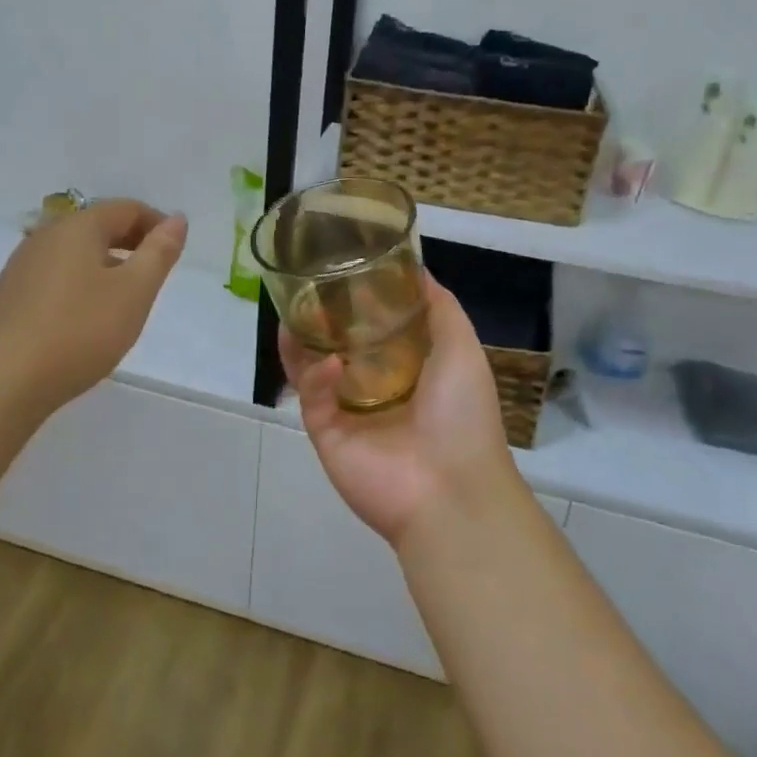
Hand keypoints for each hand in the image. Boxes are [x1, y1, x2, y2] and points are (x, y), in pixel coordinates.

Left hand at [0, 199, 187, 417]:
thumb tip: (177, 219)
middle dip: (133, 243)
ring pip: (77, 252)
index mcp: (78, 227)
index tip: (176, 252)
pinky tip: (88, 317)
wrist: (1, 382)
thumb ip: (159, 252)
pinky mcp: (11, 295)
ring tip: (126, 300)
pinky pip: (58, 275)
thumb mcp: (134, 292)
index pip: (127, 208)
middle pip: (99, 226)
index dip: (158, 224)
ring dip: (108, 265)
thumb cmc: (78, 331)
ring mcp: (23, 265)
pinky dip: (83, 283)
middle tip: (156, 275)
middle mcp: (46, 236)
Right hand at [280, 274, 515, 548]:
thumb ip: (439, 307)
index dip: (359, 299)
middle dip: (322, 317)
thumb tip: (417, 269)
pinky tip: (330, 365)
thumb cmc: (462, 413)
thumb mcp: (462, 347)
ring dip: (302, 342)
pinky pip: (312, 396)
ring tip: (294, 313)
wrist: (451, 489)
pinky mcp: (326, 432)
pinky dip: (316, 377)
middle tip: (307, 288)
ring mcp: (348, 411)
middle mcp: (374, 387)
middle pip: (338, 343)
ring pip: (313, 367)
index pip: (374, 327)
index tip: (344, 267)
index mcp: (407, 368)